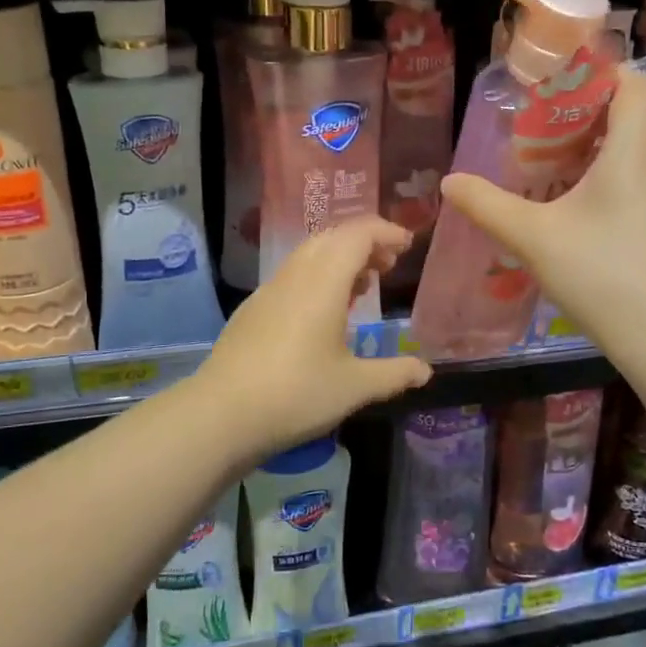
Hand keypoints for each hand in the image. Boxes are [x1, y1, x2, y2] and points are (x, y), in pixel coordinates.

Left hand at [198, 217, 432, 457]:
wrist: (220, 414)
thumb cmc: (296, 394)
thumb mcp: (354, 387)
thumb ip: (393, 374)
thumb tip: (425, 371)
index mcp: (323, 282)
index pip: (357, 234)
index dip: (385, 232)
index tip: (407, 245)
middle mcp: (295, 276)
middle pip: (332, 237)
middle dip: (364, 242)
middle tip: (389, 265)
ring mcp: (269, 291)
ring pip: (309, 255)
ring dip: (340, 259)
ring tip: (363, 287)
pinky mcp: (253, 310)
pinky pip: (292, 276)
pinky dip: (318, 277)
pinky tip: (324, 313)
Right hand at [439, 70, 645, 352]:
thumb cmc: (600, 272)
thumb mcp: (532, 237)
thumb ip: (488, 205)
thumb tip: (450, 182)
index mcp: (635, 151)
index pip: (635, 83)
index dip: (602, 73)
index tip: (561, 85)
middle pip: (636, 115)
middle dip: (592, 113)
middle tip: (547, 129)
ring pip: (642, 151)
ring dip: (603, 149)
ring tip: (558, 169)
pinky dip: (616, 180)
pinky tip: (583, 213)